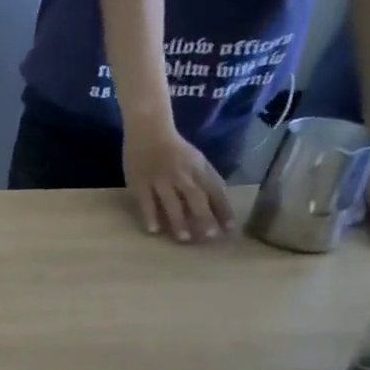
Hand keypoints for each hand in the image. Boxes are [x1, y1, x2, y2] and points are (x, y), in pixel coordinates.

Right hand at [123, 121, 234, 243]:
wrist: (148, 131)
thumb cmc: (173, 148)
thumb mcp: (195, 159)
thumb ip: (204, 178)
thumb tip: (216, 203)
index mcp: (198, 168)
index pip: (215, 191)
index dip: (223, 209)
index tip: (230, 228)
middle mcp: (182, 174)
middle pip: (196, 198)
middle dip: (205, 217)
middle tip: (211, 237)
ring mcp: (160, 179)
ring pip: (172, 202)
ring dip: (179, 222)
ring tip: (184, 238)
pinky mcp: (140, 183)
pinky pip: (146, 202)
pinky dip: (150, 216)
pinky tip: (154, 230)